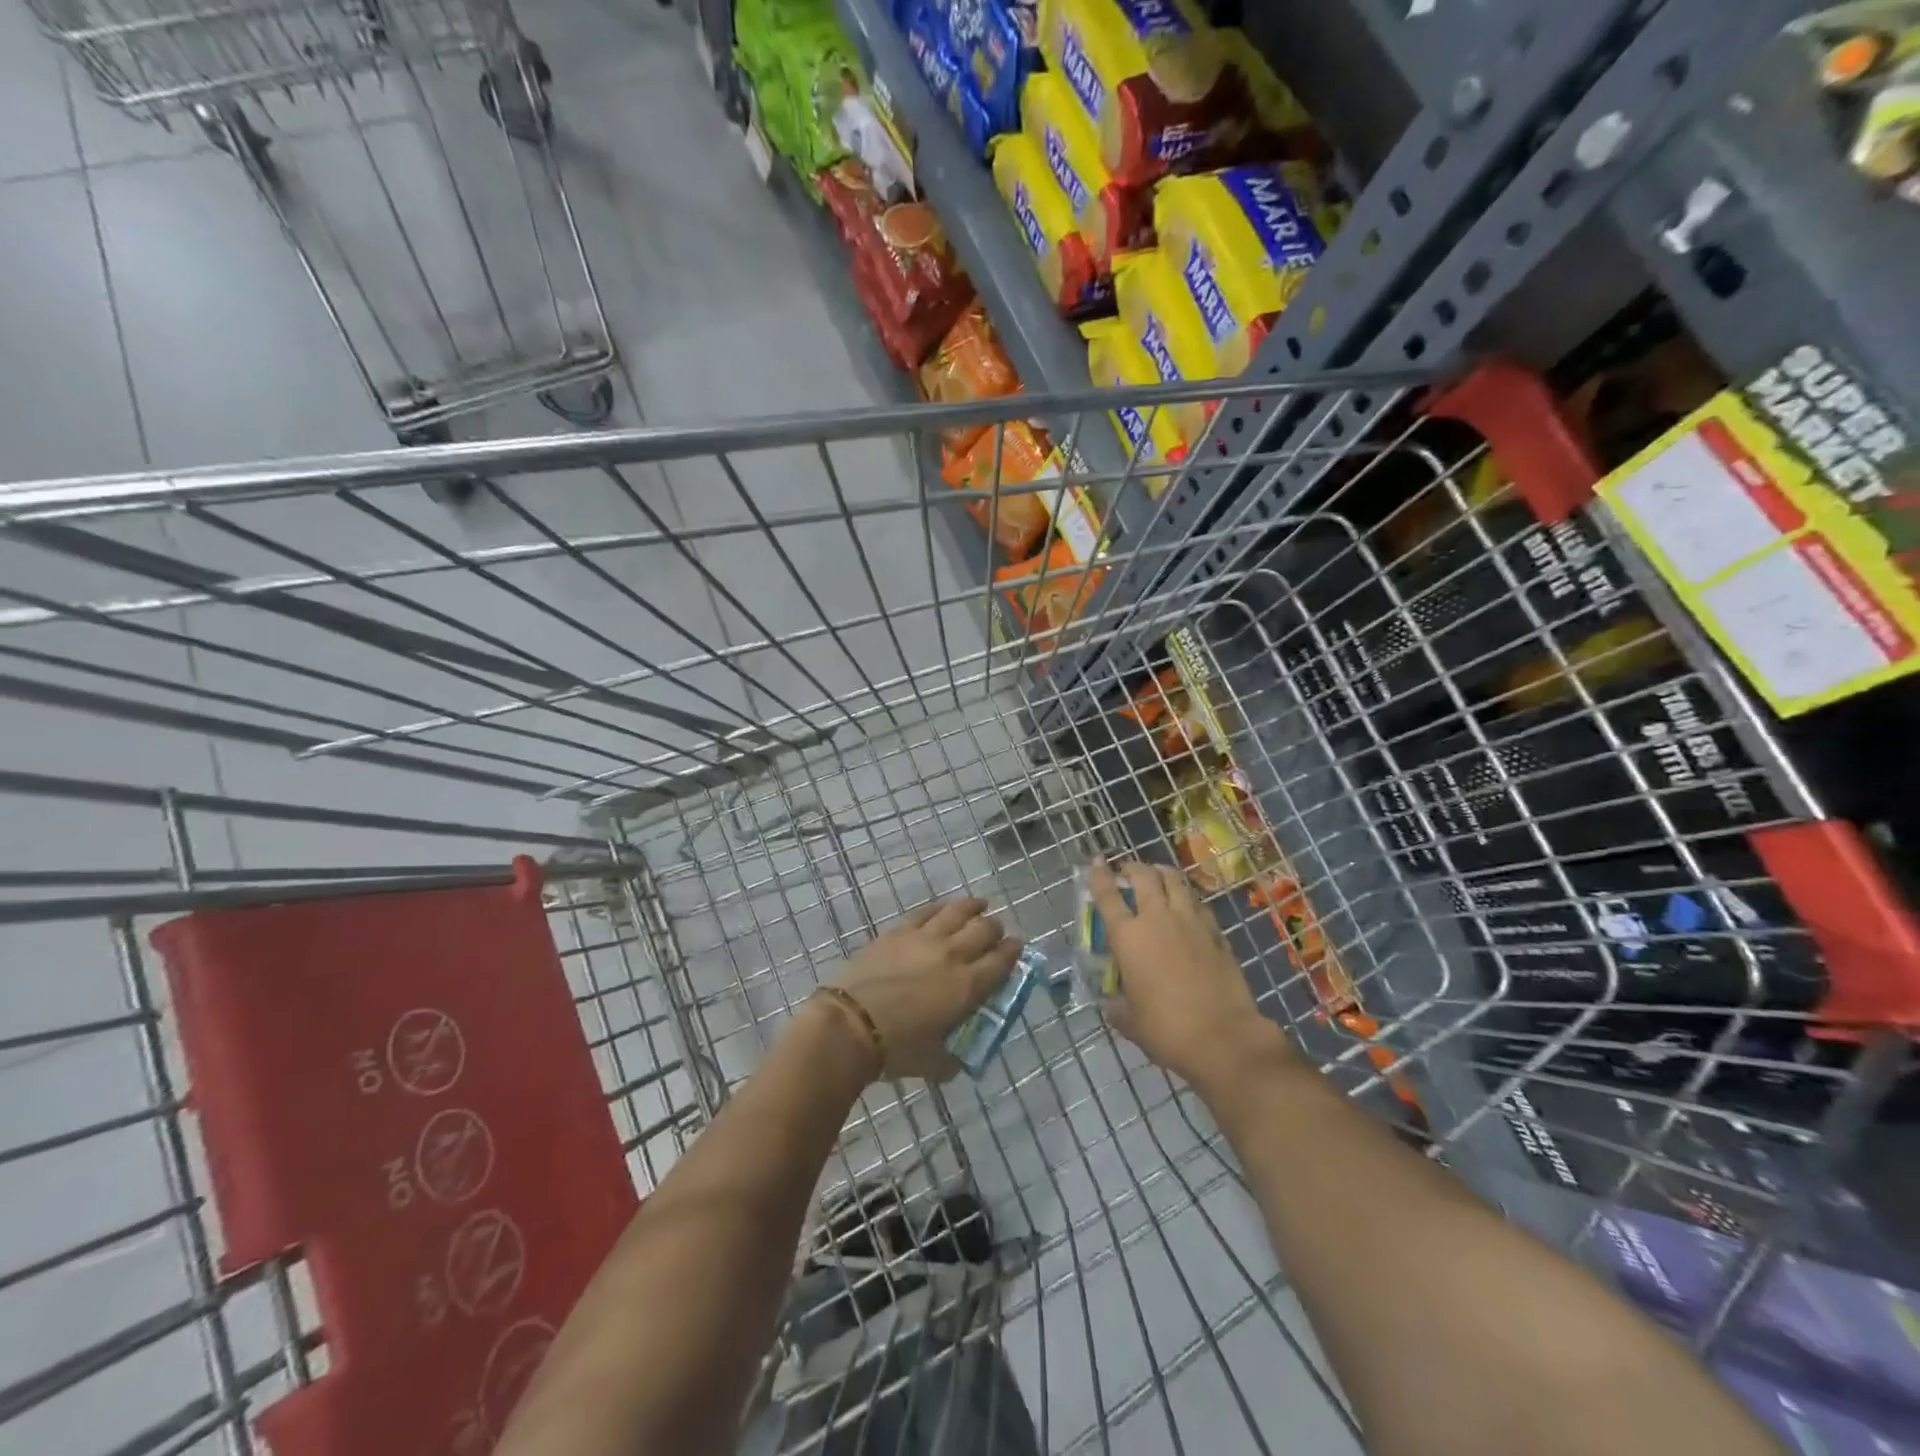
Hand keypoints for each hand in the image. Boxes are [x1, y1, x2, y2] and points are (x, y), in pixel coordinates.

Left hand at [824, 896, 1021, 1081]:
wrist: (850, 1023)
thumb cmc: (895, 1048)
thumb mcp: (932, 1063)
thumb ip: (950, 1059)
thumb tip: (956, 1061)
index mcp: (967, 987)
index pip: (1001, 962)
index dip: (1013, 952)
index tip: (1017, 947)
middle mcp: (953, 955)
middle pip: (985, 930)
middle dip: (996, 928)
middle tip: (997, 932)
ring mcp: (925, 938)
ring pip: (958, 911)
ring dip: (974, 907)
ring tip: (980, 905)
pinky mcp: (899, 931)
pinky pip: (927, 911)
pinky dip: (941, 907)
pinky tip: (945, 907)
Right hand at [1088, 857, 1289, 1087]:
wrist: (1223, 1037)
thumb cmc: (1167, 1030)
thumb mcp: (1131, 1022)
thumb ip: (1118, 1007)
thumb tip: (1113, 1005)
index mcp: (1128, 937)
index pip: (1108, 896)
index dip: (1099, 875)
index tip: (1096, 861)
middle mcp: (1158, 919)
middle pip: (1144, 877)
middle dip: (1133, 868)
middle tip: (1128, 870)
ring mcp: (1191, 922)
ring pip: (1175, 881)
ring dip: (1162, 873)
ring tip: (1158, 875)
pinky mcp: (1217, 933)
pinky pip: (1199, 904)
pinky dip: (1188, 899)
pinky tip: (1188, 906)